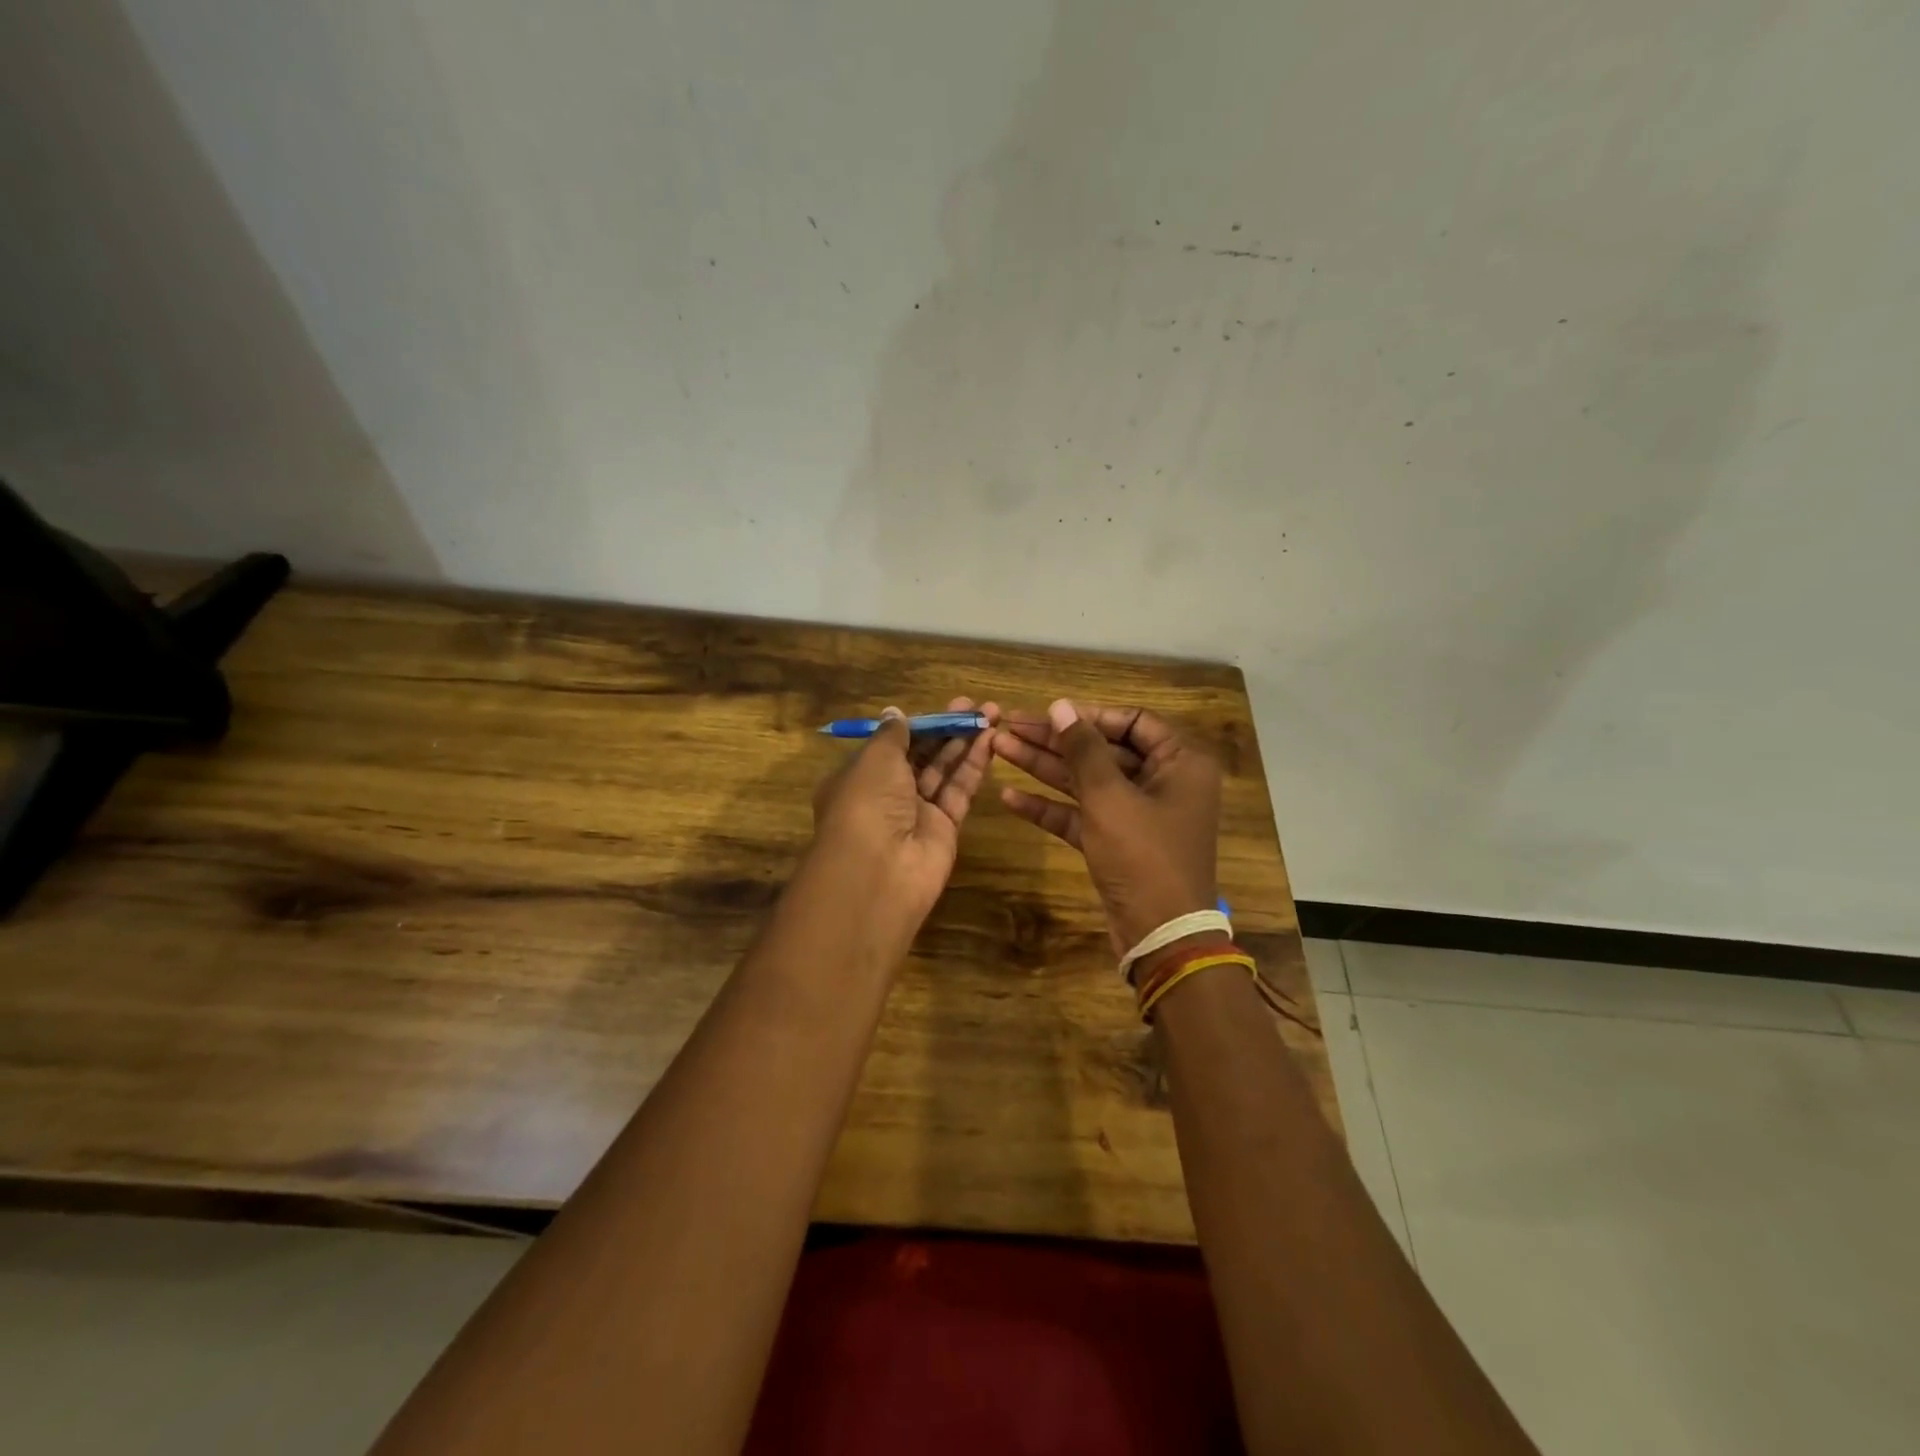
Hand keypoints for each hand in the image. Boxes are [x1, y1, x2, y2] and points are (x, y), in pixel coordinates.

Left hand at [809, 696, 998, 932]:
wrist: (879, 871)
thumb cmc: (867, 803)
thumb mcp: (875, 758)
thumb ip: (892, 735)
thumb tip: (894, 713)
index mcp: (859, 777)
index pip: (891, 746)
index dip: (918, 725)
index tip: (943, 707)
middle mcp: (886, 795)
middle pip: (921, 756)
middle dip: (946, 729)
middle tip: (975, 706)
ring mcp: (916, 814)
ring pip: (943, 771)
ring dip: (965, 742)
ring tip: (992, 713)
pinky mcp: (944, 829)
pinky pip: (959, 791)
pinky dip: (974, 766)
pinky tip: (991, 740)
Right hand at [993, 700, 1220, 954]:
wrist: (1160, 936)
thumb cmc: (1144, 856)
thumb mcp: (1110, 797)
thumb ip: (1083, 749)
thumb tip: (1060, 706)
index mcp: (1180, 762)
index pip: (1132, 721)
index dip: (1088, 716)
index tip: (1047, 714)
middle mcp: (1163, 782)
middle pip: (1103, 750)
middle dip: (1055, 740)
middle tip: (1008, 727)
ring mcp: (1138, 814)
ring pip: (1087, 781)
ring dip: (1045, 767)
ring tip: (999, 749)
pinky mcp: (1117, 842)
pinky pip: (1082, 814)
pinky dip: (1051, 806)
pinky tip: (1010, 797)